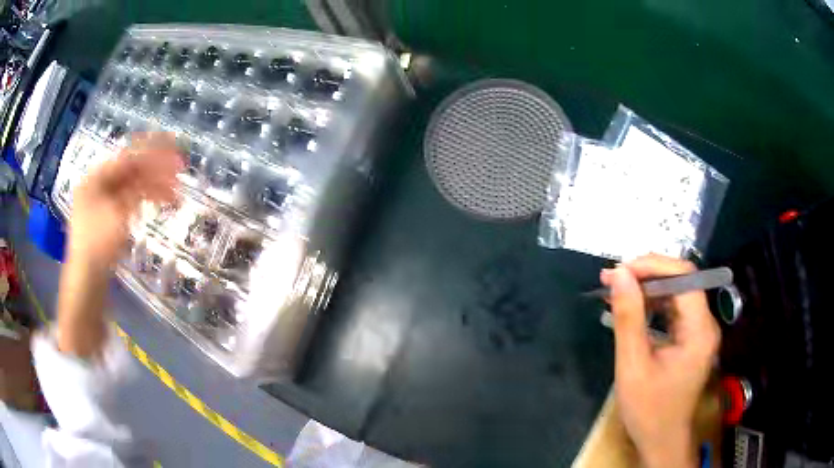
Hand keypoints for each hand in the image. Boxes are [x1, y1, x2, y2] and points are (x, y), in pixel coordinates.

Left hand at [68, 133, 181, 269]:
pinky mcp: (107, 218)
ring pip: (131, 187)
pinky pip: (127, 202)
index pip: (127, 156)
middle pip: (130, 171)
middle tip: (179, 172)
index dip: (151, 151)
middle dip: (155, 171)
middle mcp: (98, 185)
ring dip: (152, 188)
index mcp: (95, 178)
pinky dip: (142, 201)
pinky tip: (156, 203)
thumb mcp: (119, 213)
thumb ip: (137, 188)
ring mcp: (101, 202)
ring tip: (174, 195)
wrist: (87, 280)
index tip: (173, 147)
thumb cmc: (98, 244)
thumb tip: (158, 170)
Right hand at [601, 254, 719, 467]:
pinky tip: (632, 309)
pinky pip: (674, 310)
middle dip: (646, 275)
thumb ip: (628, 318)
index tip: (620, 271)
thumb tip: (619, 275)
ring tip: (616, 290)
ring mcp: (700, 331)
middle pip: (681, 282)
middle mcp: (705, 324)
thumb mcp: (633, 365)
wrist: (661, 440)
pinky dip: (652, 305)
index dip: (653, 266)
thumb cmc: (648, 410)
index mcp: (700, 330)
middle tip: (611, 280)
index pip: (684, 276)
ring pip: (676, 293)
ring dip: (647, 289)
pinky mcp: (691, 338)